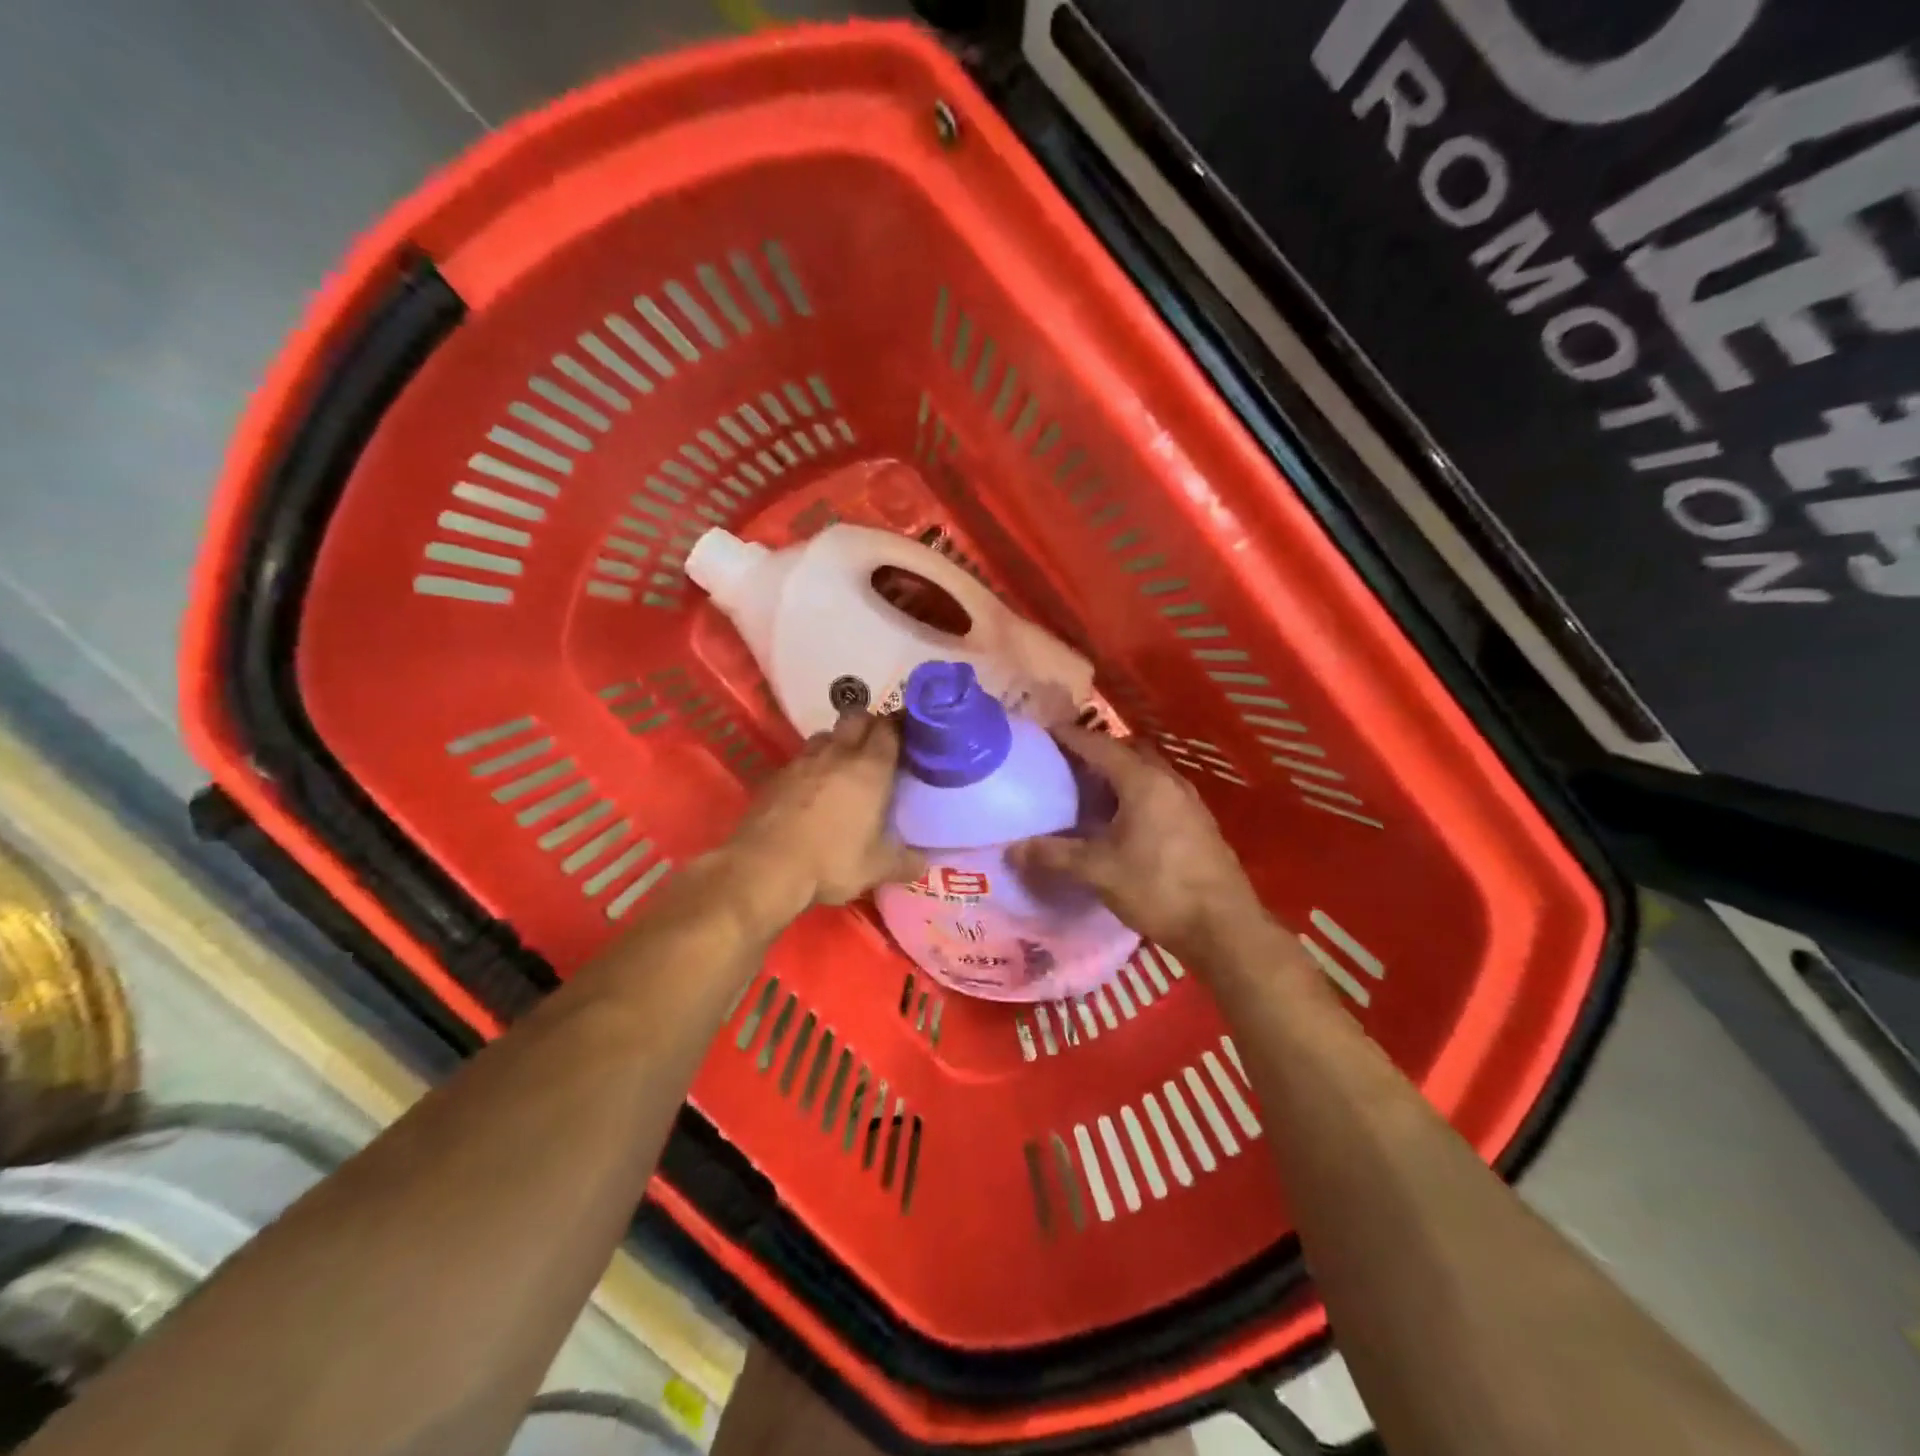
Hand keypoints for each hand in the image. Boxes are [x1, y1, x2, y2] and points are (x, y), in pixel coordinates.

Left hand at [727, 711, 924, 927]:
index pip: (889, 728)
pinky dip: (810, 767)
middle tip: (877, 746)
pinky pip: (800, 759)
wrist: (765, 867)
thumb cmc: (832, 861)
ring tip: (842, 766)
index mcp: (870, 768)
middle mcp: (838, 754)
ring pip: (825, 735)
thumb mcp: (877, 868)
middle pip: (856, 717)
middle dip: (869, 724)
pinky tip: (811, 790)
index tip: (908, 737)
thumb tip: (924, 863)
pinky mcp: (776, 775)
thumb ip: (905, 862)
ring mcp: (802, 761)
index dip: (900, 728)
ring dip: (837, 743)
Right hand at [1011, 725, 1265, 963]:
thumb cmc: (1158, 889)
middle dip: (1096, 752)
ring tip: (1089, 792)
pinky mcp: (1198, 823)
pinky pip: (1159, 792)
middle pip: (1127, 752)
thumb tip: (1011, 849)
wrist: (1224, 927)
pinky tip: (1121, 821)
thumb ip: (1054, 855)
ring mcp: (1188, 801)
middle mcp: (1168, 781)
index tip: (1043, 733)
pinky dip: (1135, 793)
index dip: (1069, 737)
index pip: (1099, 746)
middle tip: (1065, 765)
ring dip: (1118, 774)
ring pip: (1146, 772)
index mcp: (1142, 781)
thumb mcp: (1098, 872)